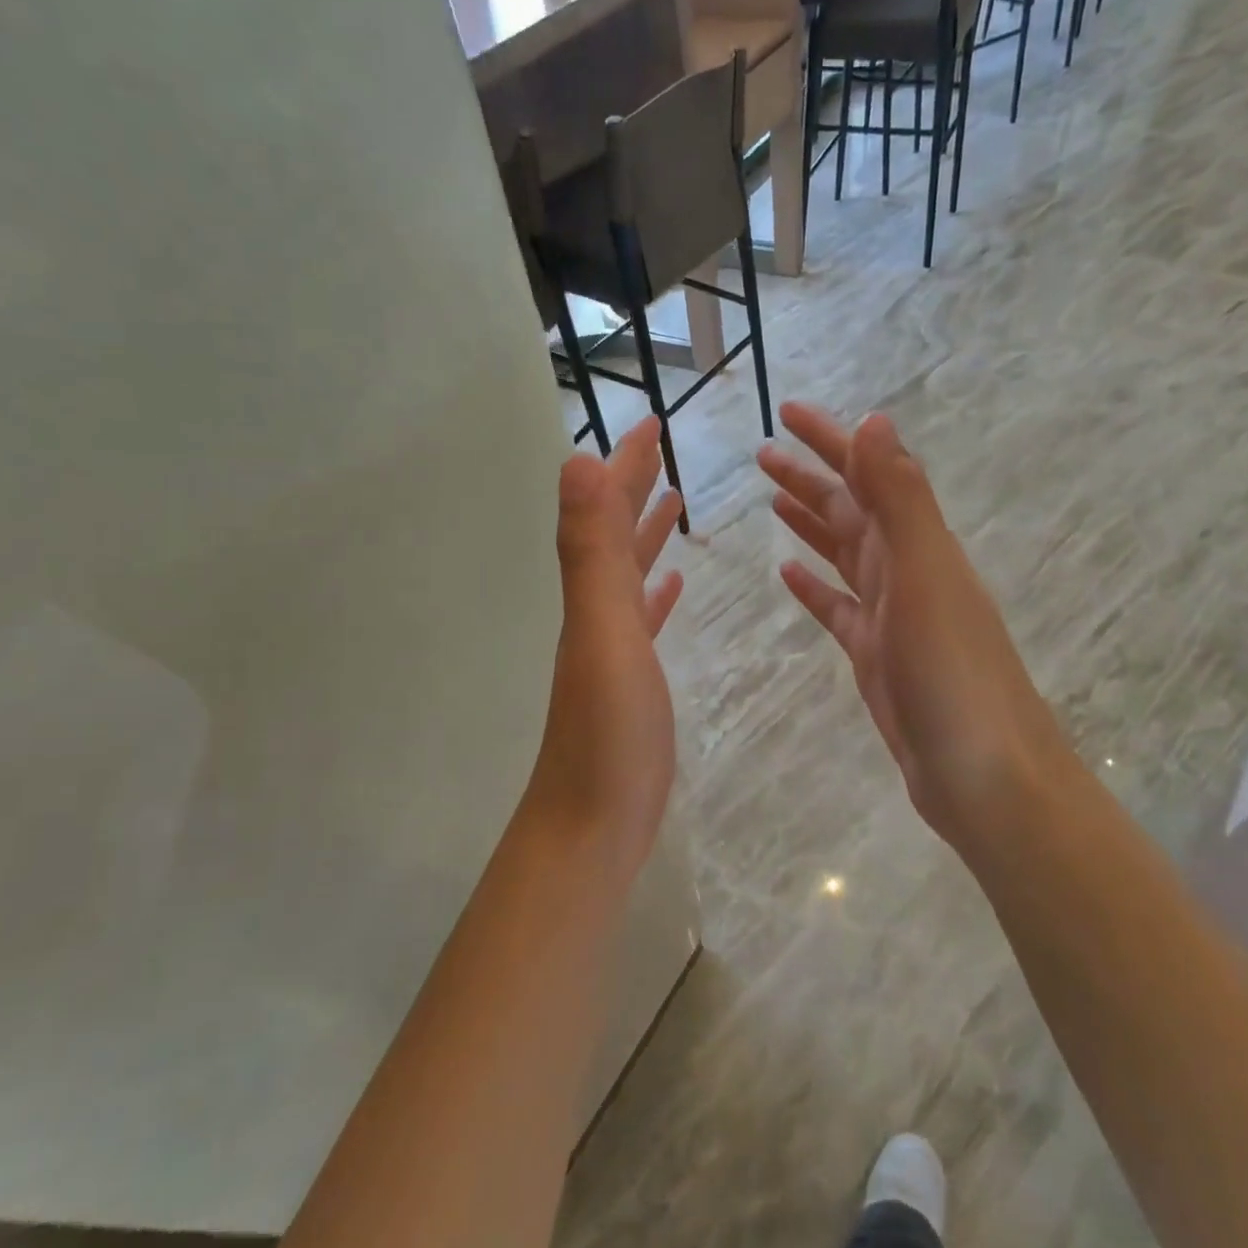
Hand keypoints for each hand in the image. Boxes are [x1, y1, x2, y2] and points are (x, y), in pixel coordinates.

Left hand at [520, 417, 683, 881]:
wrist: (592, 825)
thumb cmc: (609, 733)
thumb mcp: (603, 632)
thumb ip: (590, 550)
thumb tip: (575, 460)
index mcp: (591, 595)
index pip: (606, 511)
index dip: (626, 465)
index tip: (654, 422)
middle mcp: (595, 613)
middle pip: (613, 535)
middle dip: (634, 487)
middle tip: (662, 449)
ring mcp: (612, 649)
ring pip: (628, 573)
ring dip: (645, 534)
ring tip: (672, 503)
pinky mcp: (632, 682)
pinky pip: (644, 620)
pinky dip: (657, 594)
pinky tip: (672, 586)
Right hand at [759, 403, 1068, 852]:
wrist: (981, 771)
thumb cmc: (951, 671)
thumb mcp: (924, 575)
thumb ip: (899, 499)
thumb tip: (875, 420)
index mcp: (918, 544)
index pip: (869, 475)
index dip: (831, 441)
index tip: (787, 412)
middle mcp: (907, 570)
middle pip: (851, 510)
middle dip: (810, 477)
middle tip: (763, 453)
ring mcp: (891, 614)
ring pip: (844, 553)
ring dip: (812, 523)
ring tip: (773, 499)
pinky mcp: (876, 655)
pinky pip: (838, 608)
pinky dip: (815, 585)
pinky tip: (788, 574)